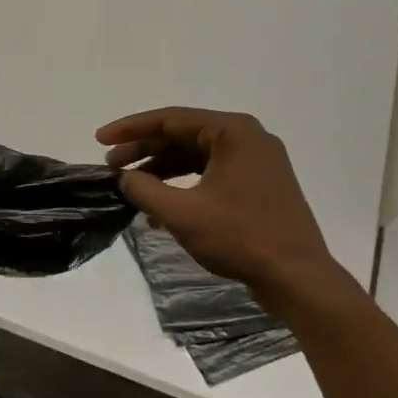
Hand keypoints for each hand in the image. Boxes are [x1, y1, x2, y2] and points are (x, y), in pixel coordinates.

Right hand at [96, 107, 344, 305]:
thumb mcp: (181, 213)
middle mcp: (248, 139)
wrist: (297, 277)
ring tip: (130, 185)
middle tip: (110, 165)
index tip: (100, 139)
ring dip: (161, 169)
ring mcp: (256, 163)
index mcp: (233, 132)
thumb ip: (144, 189)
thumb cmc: (240, 237)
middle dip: (144, 150)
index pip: (170, 119)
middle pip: (183, 135)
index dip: (130, 129)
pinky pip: (211, 174)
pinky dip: (183, 185)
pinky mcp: (258, 186)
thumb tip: (123, 177)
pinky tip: (159, 207)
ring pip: (196, 156)